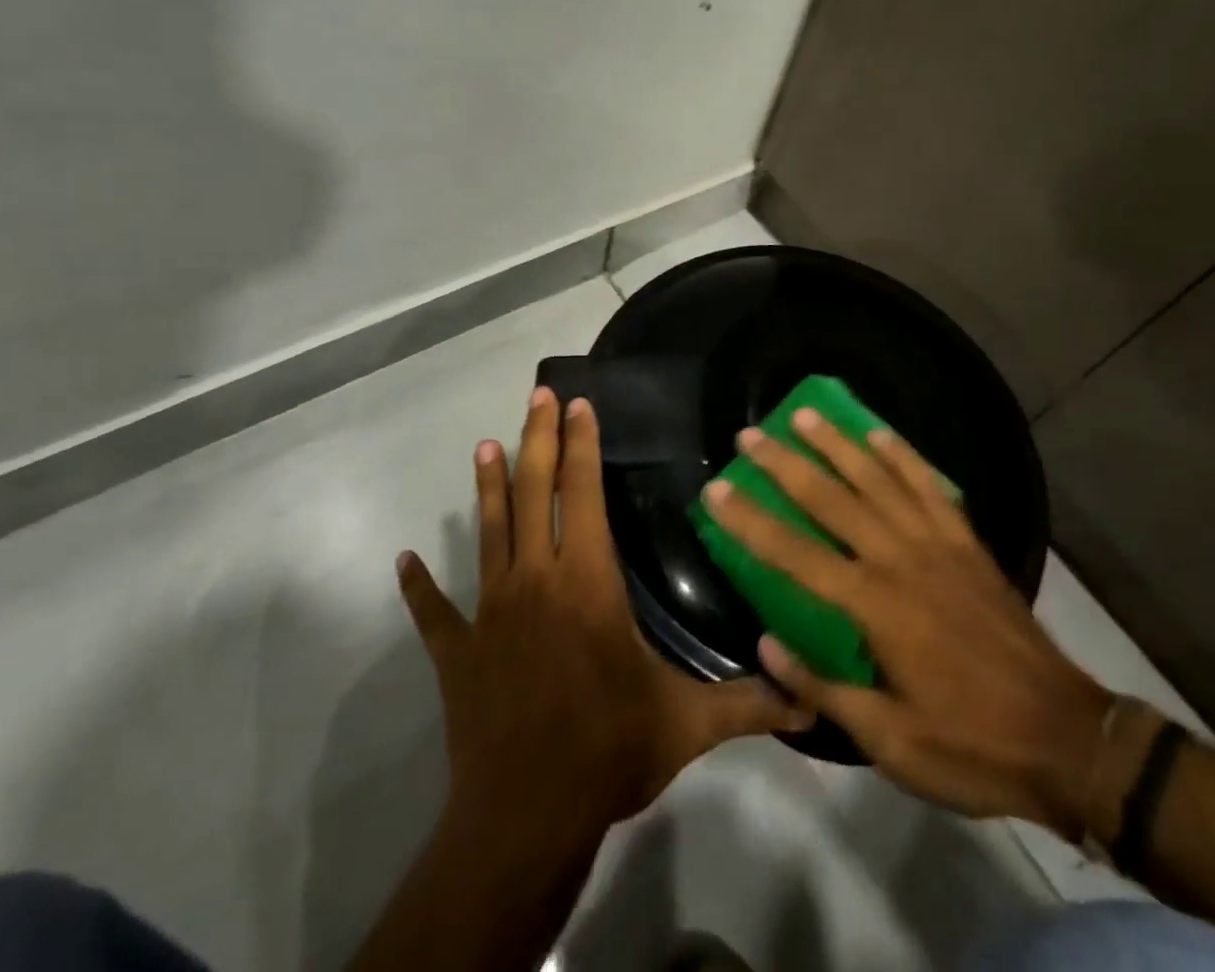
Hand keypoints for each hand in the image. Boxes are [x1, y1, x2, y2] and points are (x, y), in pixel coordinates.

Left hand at [397, 387, 811, 843]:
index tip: (579, 404)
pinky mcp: (458, 652)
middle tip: (537, 396)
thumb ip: (750, 704)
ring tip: (484, 445)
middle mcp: (536, 580)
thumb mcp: (689, 724)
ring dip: (487, 487)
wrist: (525, 818)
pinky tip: (403, 561)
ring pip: (489, 532)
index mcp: (588, 581)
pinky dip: (419, 586)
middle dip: (538, 440)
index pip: (583, 494)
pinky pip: (434, 612)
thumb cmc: (609, 751)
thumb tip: (811, 699)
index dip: (582, 445)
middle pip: (533, 493)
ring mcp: (489, 612)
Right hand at [700, 413, 1112, 835]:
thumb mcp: (889, 740)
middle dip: (785, 464)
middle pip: (831, 500)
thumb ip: (824, 687)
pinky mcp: (968, 542)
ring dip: (837, 443)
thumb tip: (765, 645)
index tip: (717, 490)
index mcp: (874, 607)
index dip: (750, 521)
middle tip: (749, 435)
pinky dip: (902, 455)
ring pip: (877, 479)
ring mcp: (938, 544)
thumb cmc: (971, 745)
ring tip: (804, 413)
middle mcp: (900, 560)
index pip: (794, 554)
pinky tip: (879, 433)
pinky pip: (930, 485)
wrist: (1067, 738)